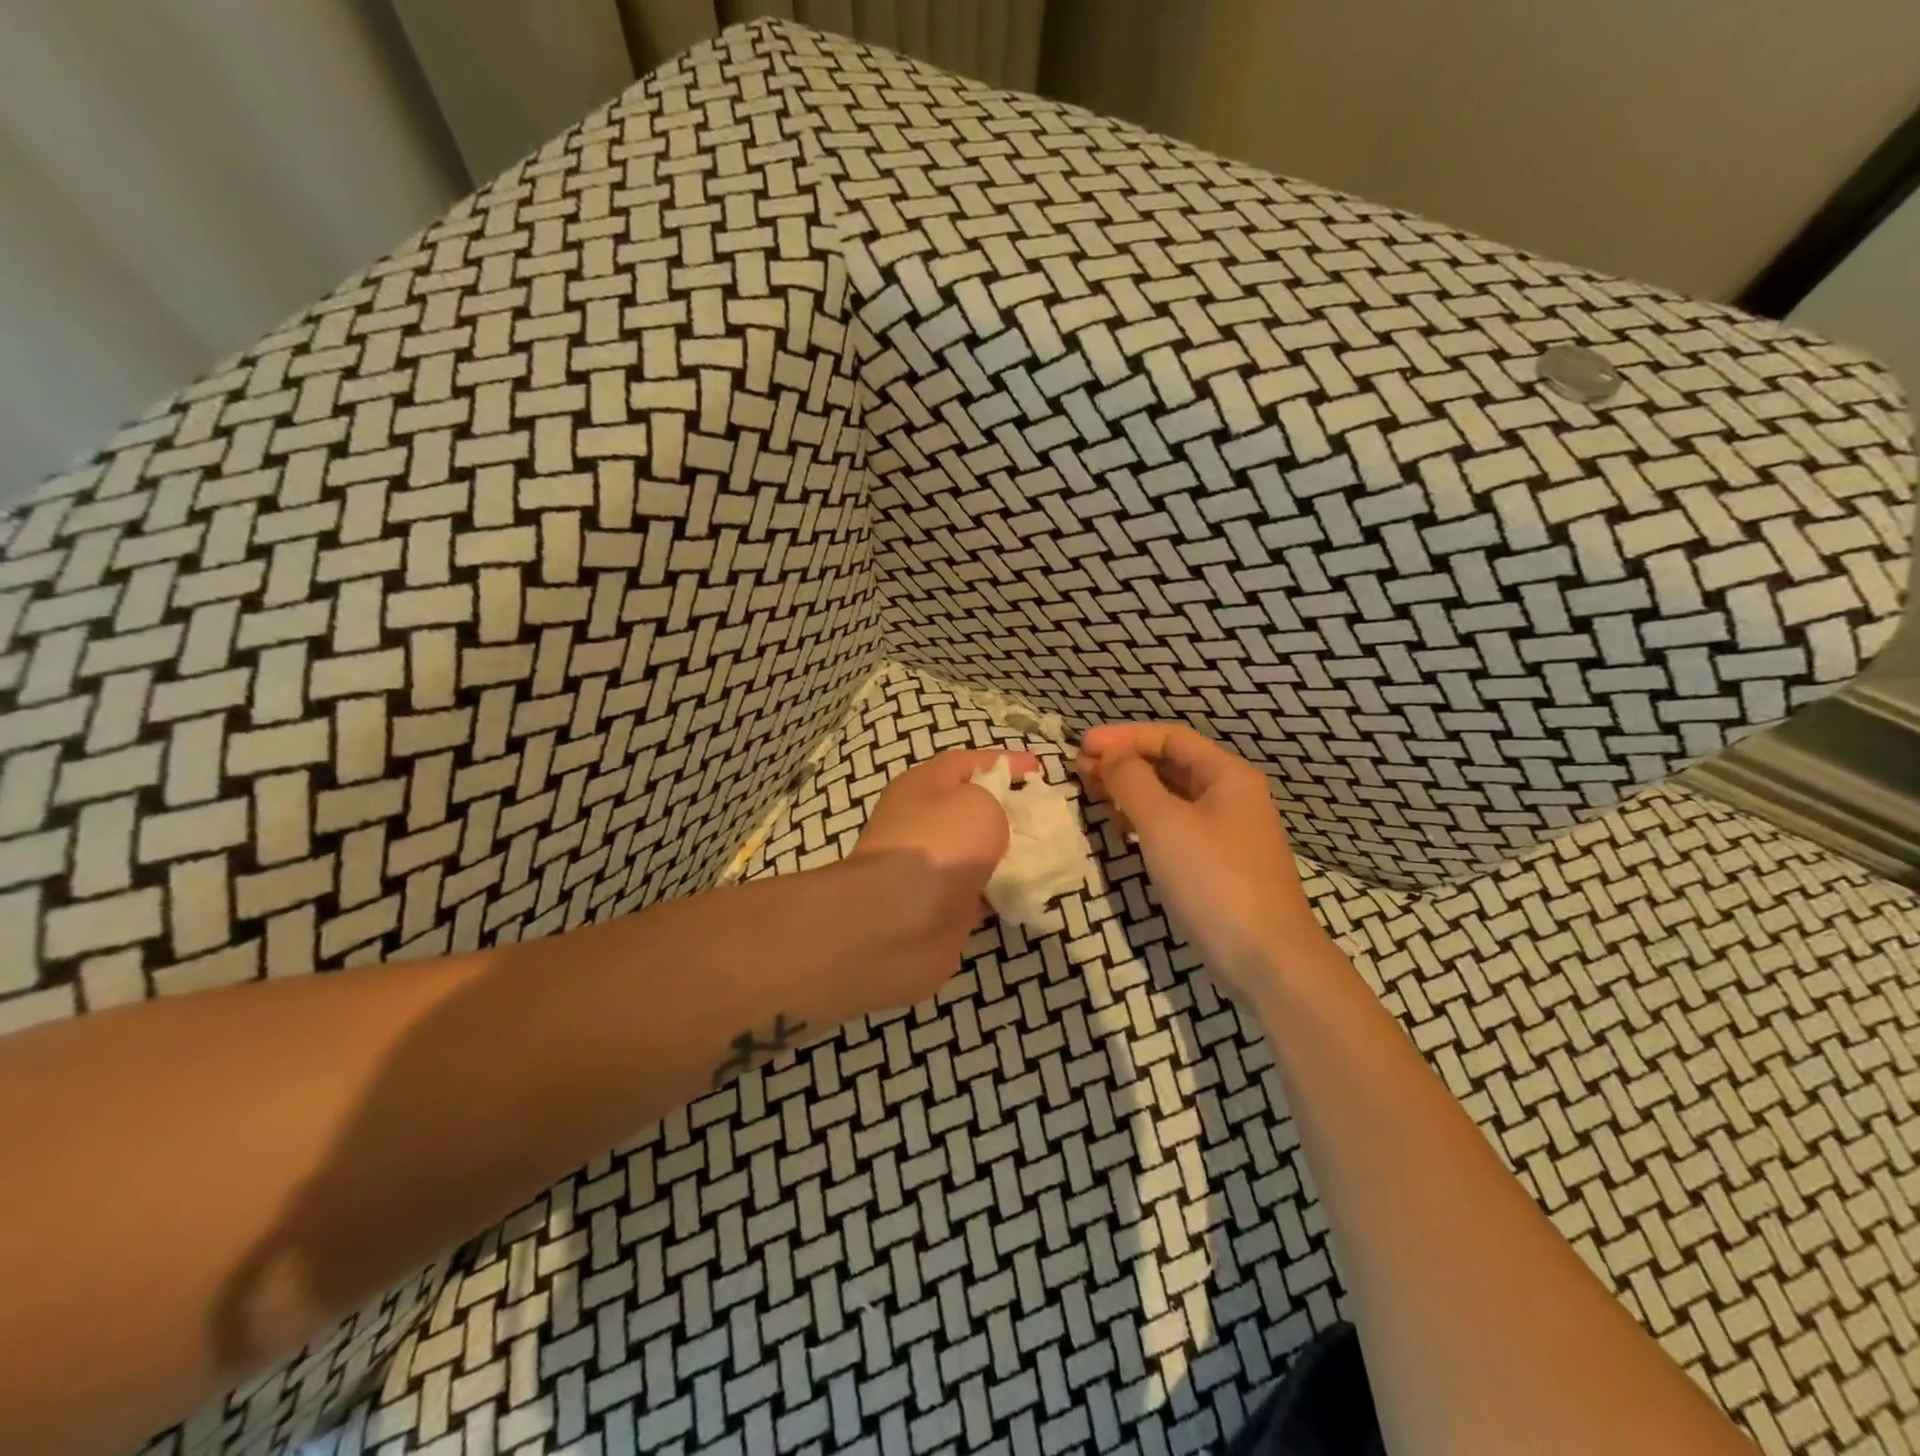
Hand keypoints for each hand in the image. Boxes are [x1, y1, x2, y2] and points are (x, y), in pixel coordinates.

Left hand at [851, 747, 1040, 951]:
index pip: (965, 763)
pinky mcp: (940, 905)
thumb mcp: (979, 803)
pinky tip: (1032, 889)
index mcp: (922, 786)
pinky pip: (980, 890)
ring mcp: (928, 867)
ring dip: (1009, 853)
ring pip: (977, 852)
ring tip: (1049, 853)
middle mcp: (920, 822)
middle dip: (1009, 810)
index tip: (1038, 768)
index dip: (1003, 761)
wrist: (899, 923)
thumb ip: (994, 802)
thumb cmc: (940, 845)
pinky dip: (1003, 889)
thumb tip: (991, 823)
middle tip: (1046, 815)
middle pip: (971, 808)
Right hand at [1075, 724, 1332, 996]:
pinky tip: (1120, 827)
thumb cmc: (1213, 880)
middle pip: (1171, 763)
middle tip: (1080, 769)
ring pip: (1171, 795)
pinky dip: (1144, 819)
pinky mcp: (1218, 862)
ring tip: (1092, 793)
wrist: (1265, 958)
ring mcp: (1226, 830)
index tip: (1082, 745)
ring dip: (1131, 789)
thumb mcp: (1164, 823)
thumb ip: (1132, 781)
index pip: (1170, 737)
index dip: (1123, 736)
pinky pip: (1175, 825)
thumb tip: (1110, 757)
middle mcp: (1231, 795)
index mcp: (1227, 775)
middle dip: (1125, 761)